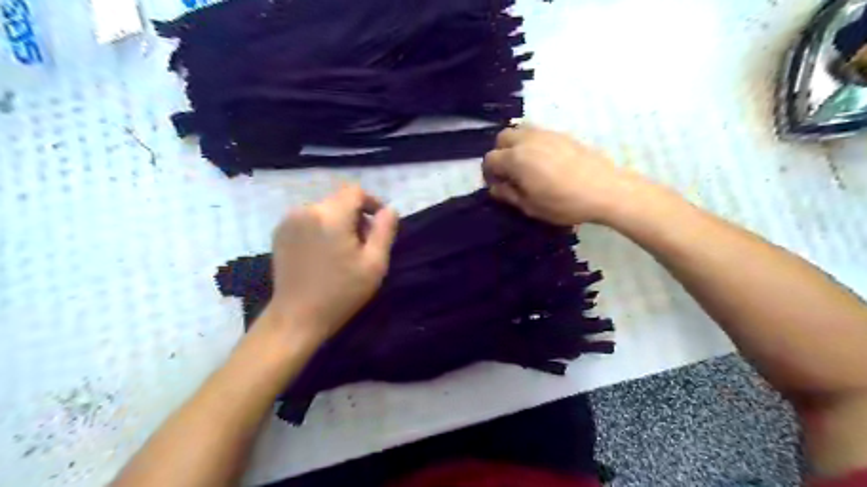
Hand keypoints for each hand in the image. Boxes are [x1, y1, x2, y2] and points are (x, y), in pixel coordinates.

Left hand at [264, 184, 398, 343]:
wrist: (297, 317)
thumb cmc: (341, 293)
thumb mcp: (374, 264)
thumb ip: (385, 231)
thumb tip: (389, 209)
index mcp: (330, 216)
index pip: (355, 191)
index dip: (372, 202)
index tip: (379, 224)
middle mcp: (306, 210)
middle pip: (339, 200)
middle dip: (356, 216)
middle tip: (363, 245)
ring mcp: (289, 221)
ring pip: (324, 209)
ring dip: (339, 222)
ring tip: (343, 251)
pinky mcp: (279, 232)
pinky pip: (309, 219)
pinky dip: (321, 228)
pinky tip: (324, 253)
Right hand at [480, 124, 649, 224]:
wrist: (605, 189)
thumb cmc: (564, 203)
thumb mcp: (530, 206)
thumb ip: (508, 194)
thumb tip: (495, 187)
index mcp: (516, 159)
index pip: (490, 159)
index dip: (489, 173)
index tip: (497, 185)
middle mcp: (527, 140)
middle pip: (502, 138)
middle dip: (499, 154)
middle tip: (508, 172)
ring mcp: (546, 133)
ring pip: (519, 130)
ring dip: (515, 145)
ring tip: (524, 164)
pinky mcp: (561, 134)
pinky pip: (537, 132)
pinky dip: (531, 142)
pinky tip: (543, 160)